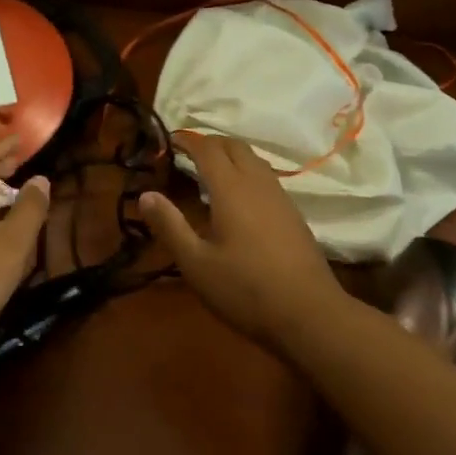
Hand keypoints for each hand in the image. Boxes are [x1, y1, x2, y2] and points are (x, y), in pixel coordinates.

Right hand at [139, 133, 346, 350]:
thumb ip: (170, 226)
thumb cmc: (245, 289)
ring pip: (254, 160)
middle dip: (210, 143)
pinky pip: (266, 177)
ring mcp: (280, 197)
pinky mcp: (293, 214)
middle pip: (235, 146)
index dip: (187, 140)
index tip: (169, 141)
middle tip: (187, 154)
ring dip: (231, 156)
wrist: (310, 314)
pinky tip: (238, 199)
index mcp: (231, 189)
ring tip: (210, 172)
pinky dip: (246, 173)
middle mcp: (258, 184)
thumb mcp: (196, 264)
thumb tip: (145, 195)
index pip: (207, 149)